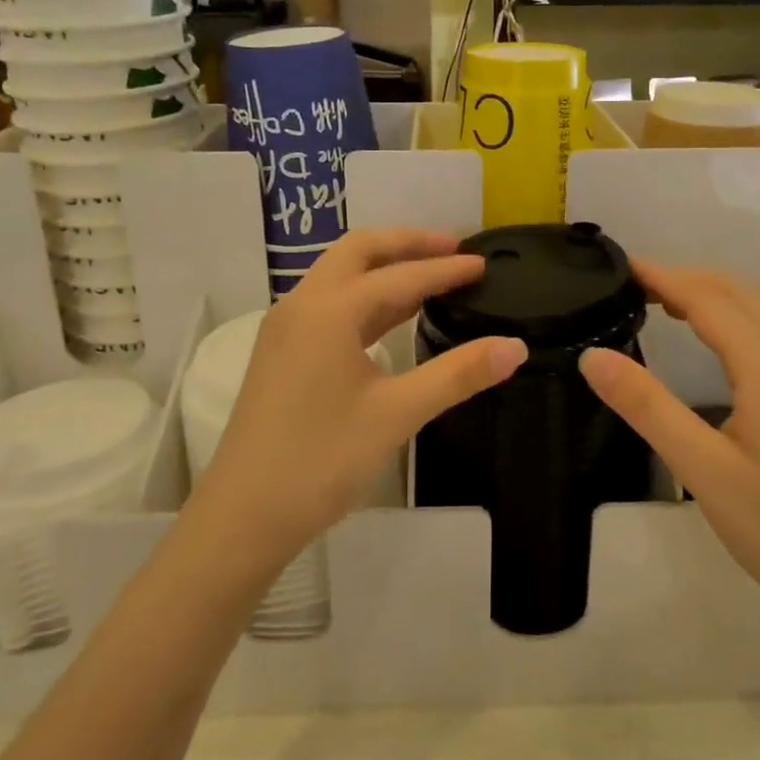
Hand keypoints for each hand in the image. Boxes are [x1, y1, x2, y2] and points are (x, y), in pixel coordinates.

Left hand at [187, 228, 527, 567]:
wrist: (244, 515)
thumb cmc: (321, 460)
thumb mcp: (397, 414)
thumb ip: (458, 374)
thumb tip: (515, 346)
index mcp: (329, 310)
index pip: (400, 277)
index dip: (446, 270)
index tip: (483, 264)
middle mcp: (302, 305)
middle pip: (359, 252)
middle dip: (407, 244)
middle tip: (453, 248)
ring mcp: (286, 328)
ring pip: (340, 276)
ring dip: (384, 267)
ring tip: (430, 274)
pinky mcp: (282, 352)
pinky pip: (329, 303)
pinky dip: (366, 296)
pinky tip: (392, 316)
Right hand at [578, 263, 759, 626]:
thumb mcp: (702, 470)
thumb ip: (647, 407)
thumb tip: (592, 355)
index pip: (710, 300)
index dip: (665, 277)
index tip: (623, 266)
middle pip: (742, 293)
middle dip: (689, 279)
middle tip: (638, 285)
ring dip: (717, 294)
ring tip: (671, 304)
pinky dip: (738, 315)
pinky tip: (720, 344)